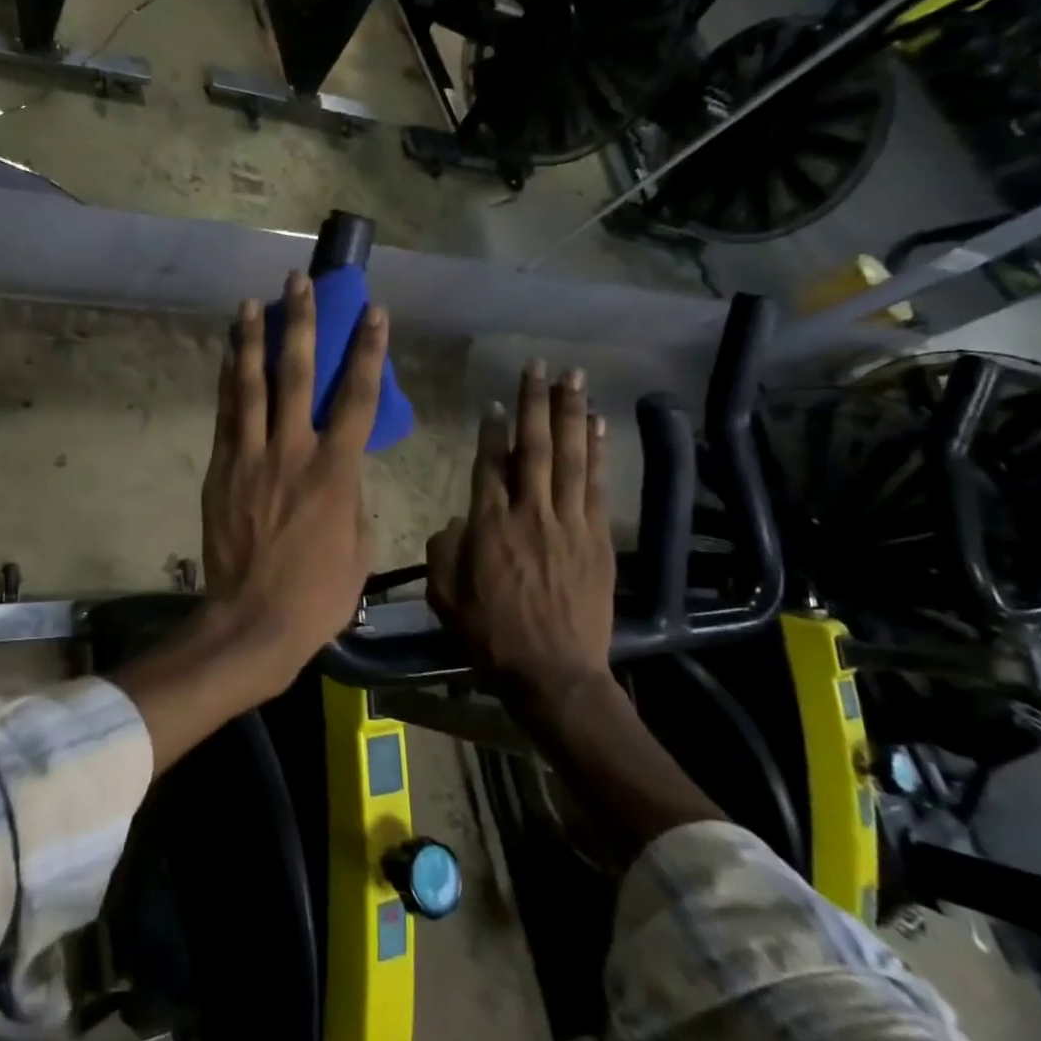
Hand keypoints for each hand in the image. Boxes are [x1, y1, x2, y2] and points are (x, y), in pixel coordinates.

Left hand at [117, 274, 387, 776]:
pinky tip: (228, 356)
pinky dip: (227, 381)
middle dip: (300, 324)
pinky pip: (225, 415)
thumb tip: (342, 470)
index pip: (356, 397)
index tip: (373, 312)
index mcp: (335, 471)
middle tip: (298, 283)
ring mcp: (250, 457)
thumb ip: (352, 495)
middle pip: (296, 375)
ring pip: (251, 386)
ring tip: (250, 303)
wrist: (253, 620)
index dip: (367, 350)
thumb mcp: (358, 544)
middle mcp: (291, 451)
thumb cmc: (318, 592)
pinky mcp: (222, 469)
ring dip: (252, 340)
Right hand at [427, 361, 615, 729]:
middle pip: (533, 448)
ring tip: (573, 378)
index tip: (495, 403)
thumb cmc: (491, 637)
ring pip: (569, 458)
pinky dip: (598, 453)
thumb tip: (455, 523)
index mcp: (488, 527)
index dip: (490, 431)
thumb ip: (442, 552)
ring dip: (571, 414)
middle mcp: (530, 515)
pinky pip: (597, 486)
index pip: (488, 466)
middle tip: (538, 366)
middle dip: (535, 403)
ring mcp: (569, 524)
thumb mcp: (445, 598)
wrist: (554, 674)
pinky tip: (598, 426)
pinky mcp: (597, 539)